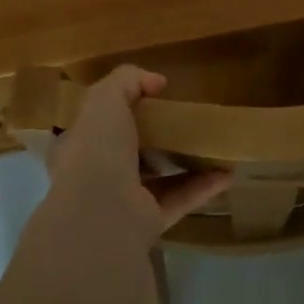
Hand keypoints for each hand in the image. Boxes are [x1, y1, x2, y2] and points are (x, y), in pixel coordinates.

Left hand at [46, 66, 229, 243]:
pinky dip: (203, 187)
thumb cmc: (96, 149)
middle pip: (127, 152)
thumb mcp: (105, 99)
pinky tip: (227, 173)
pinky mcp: (148, 223)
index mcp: (77, 147)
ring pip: (156, 178)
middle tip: (181, 120)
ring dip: (182, 163)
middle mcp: (95, 176)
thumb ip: (127, 80)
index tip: (147, 98)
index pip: (93, 126)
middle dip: (152, 138)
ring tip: (210, 145)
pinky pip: (179, 200)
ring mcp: (122, 203)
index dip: (116, 110)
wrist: (101, 214)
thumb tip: (156, 81)